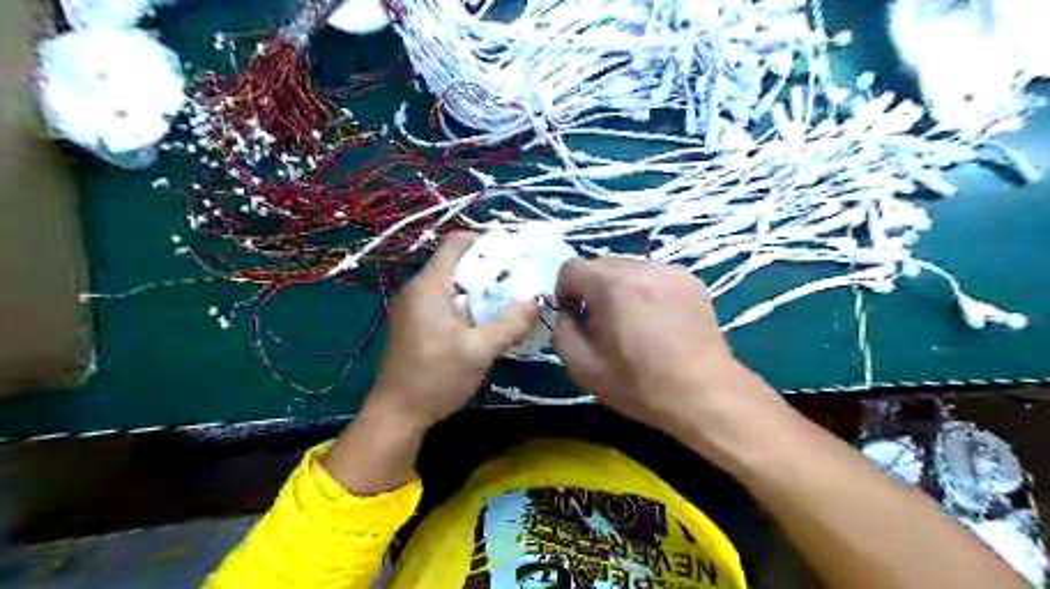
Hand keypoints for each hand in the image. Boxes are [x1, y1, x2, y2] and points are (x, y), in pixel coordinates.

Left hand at [367, 232, 532, 428]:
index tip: (514, 253)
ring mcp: (414, 308)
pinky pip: (444, 303)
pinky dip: (466, 305)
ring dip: (480, 290)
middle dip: (489, 269)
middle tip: (519, 281)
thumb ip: (510, 324)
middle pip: (457, 263)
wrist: (397, 414)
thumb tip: (535, 302)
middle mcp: (418, 289)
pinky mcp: (415, 324)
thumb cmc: (436, 378)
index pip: (456, 243)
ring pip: (452, 285)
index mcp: (430, 286)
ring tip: (509, 302)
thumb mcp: (480, 351)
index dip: (485, 241)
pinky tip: (486, 324)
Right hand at [554, 260, 782, 462]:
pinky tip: (655, 320)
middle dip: (590, 289)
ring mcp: (670, 271)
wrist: (705, 394)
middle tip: (599, 322)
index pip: (571, 267)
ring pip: (628, 268)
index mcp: (612, 284)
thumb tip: (567, 315)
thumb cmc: (639, 384)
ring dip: (617, 288)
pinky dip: (644, 290)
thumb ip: (562, 332)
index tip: (573, 317)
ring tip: (629, 321)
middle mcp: (641, 267)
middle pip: (600, 264)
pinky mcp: (691, 281)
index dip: (563, 292)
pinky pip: (653, 275)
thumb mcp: (583, 367)